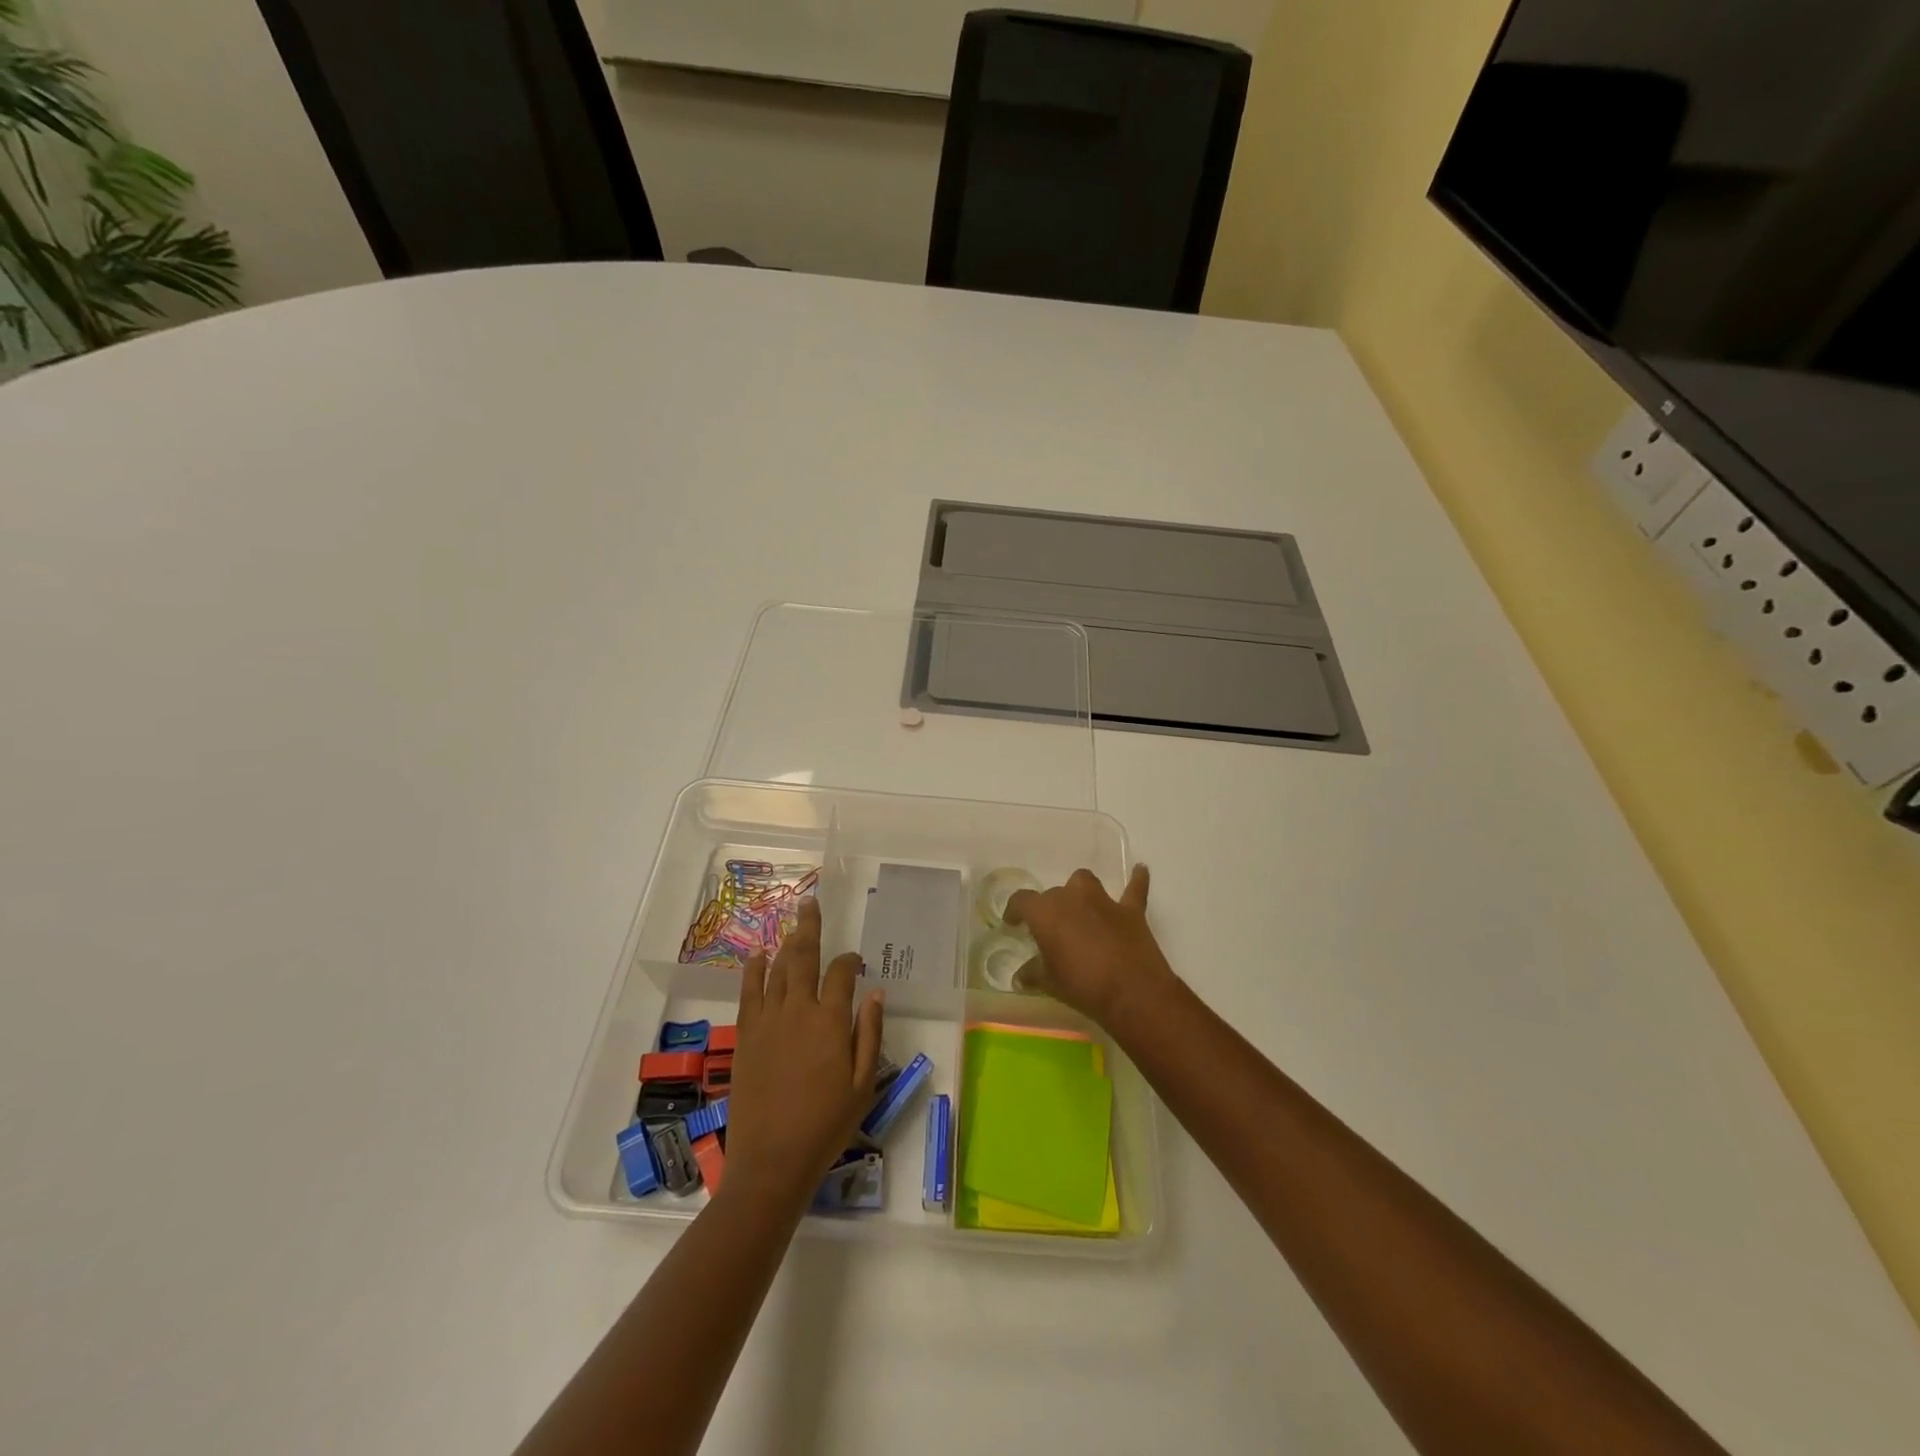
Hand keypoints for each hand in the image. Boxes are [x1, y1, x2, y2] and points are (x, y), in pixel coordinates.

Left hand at [725, 898, 883, 1212]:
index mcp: (831, 1021)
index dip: (849, 961)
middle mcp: (798, 1010)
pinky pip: (749, 992)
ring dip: (786, 944)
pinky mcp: (746, 1035)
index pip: (841, 973)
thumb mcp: (864, 1084)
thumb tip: (874, 992)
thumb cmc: (826, 1125)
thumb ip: (869, 1034)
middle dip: (810, 927)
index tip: (855, 961)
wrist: (772, 1160)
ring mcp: (768, 1020)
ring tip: (792, 924)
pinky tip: (758, 955)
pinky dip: (754, 970)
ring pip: (777, 969)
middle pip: (803, 956)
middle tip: (811, 903)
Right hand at [1004, 865, 1177, 1028]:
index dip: (1014, 910)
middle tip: (1051, 932)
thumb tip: (1020, 977)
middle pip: (1054, 894)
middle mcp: (1072, 897)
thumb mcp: (1050, 983)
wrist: (1132, 992)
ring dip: (1080, 892)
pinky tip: (1139, 870)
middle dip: (1050, 909)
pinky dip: (1136, 879)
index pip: (1021, 900)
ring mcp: (1104, 901)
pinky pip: (1134, 888)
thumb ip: (1033, 974)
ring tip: (1080, 906)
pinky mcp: (1131, 910)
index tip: (1013, 923)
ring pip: (1085, 881)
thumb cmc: (1082, 985)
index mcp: (1046, 912)